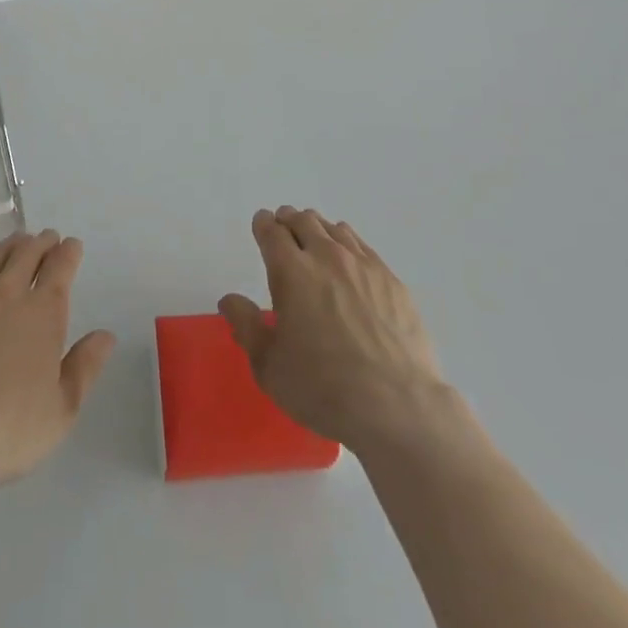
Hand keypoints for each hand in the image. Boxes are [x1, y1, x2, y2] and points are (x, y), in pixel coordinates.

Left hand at [0, 229, 115, 489]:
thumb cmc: (7, 429)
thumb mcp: (61, 409)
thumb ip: (85, 367)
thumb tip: (105, 336)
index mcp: (42, 311)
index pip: (60, 265)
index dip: (68, 252)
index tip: (71, 246)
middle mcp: (6, 292)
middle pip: (27, 251)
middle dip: (41, 242)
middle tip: (47, 240)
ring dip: (10, 244)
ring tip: (16, 244)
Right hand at [221, 207, 451, 452]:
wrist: (397, 407)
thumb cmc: (322, 388)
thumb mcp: (269, 366)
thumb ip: (247, 326)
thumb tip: (230, 300)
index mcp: (291, 271)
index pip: (271, 230)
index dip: (263, 224)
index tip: (261, 227)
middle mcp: (327, 256)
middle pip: (303, 220)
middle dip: (289, 221)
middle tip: (285, 234)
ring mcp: (363, 265)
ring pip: (335, 229)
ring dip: (319, 230)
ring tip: (317, 246)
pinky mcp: (392, 281)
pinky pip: (364, 248)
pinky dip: (349, 246)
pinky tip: (351, 266)